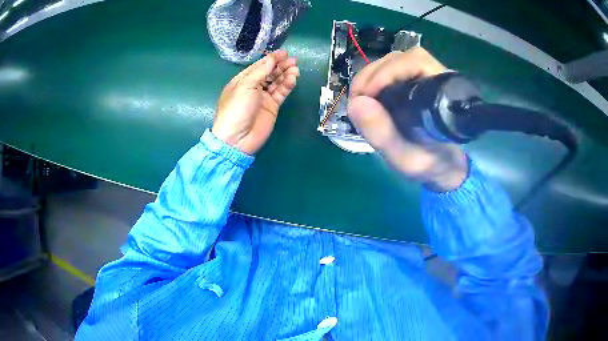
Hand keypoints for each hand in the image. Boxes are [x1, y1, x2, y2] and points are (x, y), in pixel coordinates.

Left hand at [212, 50, 299, 154]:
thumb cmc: (236, 109)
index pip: (258, 66)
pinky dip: (287, 85)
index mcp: (242, 81)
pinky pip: (281, 93)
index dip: (271, 59)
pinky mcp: (272, 107)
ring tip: (296, 68)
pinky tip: (293, 78)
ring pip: (276, 82)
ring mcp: (263, 98)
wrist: (238, 139)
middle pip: (269, 73)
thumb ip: (261, 72)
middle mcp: (252, 87)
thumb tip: (272, 59)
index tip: (284, 53)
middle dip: (280, 65)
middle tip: (293, 60)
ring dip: (286, 74)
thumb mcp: (245, 86)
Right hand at [348, 47, 467, 190]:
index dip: (386, 74)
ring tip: (360, 102)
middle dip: (372, 76)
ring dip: (369, 78)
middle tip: (357, 102)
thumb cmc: (431, 165)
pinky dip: (372, 82)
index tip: (365, 97)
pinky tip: (367, 99)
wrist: (443, 168)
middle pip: (400, 59)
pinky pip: (390, 72)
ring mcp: (425, 77)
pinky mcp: (415, 82)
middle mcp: (436, 78)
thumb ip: (384, 135)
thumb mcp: (406, 158)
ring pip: (393, 62)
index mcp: (442, 94)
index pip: (415, 62)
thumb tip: (356, 103)